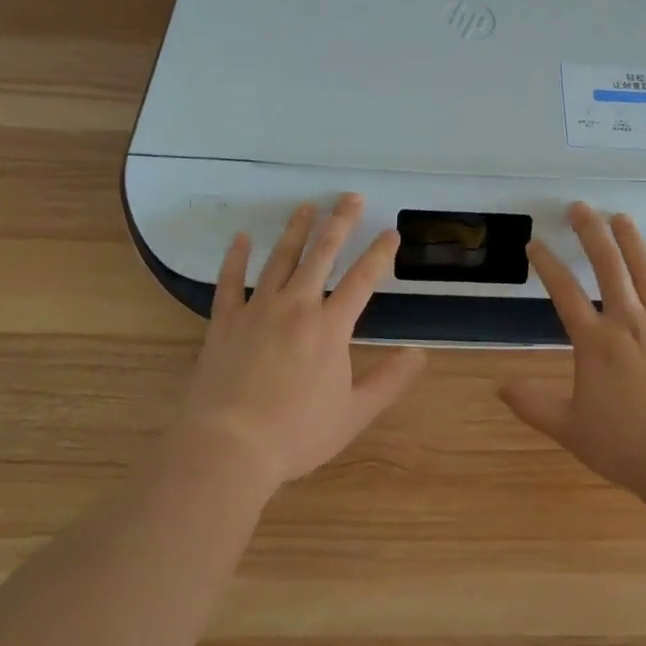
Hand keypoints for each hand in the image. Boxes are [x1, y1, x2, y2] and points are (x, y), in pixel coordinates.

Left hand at [177, 194, 426, 487]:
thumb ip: (390, 381)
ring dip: (295, 230)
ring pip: (280, 259)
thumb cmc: (296, 434)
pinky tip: (240, 237)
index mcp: (330, 327)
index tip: (390, 231)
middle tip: (350, 196)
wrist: (228, 448)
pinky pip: (230, 282)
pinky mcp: (225, 322)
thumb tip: (420, 354)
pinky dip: (235, 258)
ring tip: (307, 206)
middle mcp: (297, 306)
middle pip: (322, 254)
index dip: (379, 253)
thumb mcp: (354, 414)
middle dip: (339, 222)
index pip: (362, 279)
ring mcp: (258, 310)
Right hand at [501, 203, 645, 499]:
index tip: (534, 244)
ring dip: (631, 240)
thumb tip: (498, 386)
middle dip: (591, 232)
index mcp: (595, 342)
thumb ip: (533, 404)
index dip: (547, 264)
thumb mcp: (570, 429)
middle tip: (579, 207)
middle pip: (608, 266)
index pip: (564, 292)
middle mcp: (628, 322)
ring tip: (620, 216)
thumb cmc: (626, 446)